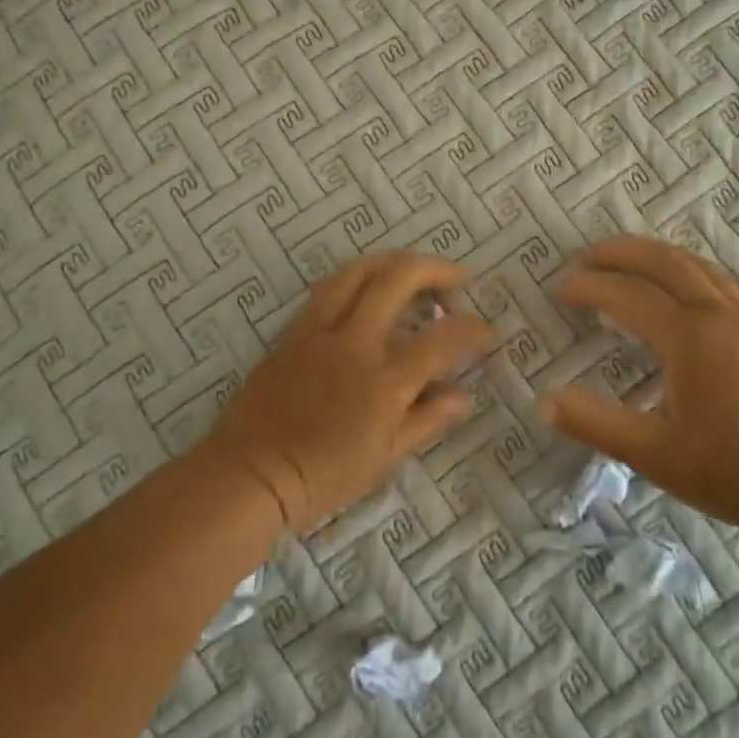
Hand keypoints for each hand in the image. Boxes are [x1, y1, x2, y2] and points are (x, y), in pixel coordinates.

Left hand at [206, 252, 496, 529]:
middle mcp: (353, 343)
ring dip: (393, 262)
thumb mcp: (384, 458)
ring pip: (357, 271)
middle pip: (398, 279)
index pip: (441, 339)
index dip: (473, 329)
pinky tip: (368, 290)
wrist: (251, 474)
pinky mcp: (293, 331)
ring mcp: (319, 331)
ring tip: (413, 271)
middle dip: (436, 269)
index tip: (487, 332)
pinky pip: (328, 288)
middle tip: (457, 279)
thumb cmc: (323, 476)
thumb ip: (427, 419)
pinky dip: (358, 278)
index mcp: (383, 381)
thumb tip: (463, 395)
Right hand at [539, 237, 738, 536]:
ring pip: (697, 264)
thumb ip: (597, 424)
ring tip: (628, 261)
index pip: (627, 294)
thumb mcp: (655, 455)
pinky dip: (698, 269)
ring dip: (656, 255)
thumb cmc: (735, 470)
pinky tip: (694, 282)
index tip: (559, 290)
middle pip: (663, 261)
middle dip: (620, 252)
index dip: (589, 287)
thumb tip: (544, 402)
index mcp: (688, 337)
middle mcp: (718, 313)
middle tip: (585, 258)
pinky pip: (728, 281)